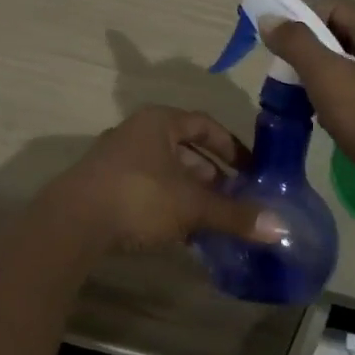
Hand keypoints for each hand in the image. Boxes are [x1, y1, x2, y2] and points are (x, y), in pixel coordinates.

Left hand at [36, 106, 279, 254]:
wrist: (72, 221)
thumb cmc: (139, 197)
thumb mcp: (192, 206)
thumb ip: (234, 215)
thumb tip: (281, 229)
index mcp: (159, 122)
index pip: (204, 124)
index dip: (231, 146)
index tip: (252, 170)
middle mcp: (136, 132)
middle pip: (183, 148)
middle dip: (211, 174)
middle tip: (235, 198)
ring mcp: (116, 158)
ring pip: (164, 170)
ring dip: (190, 192)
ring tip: (212, 219)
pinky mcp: (103, 184)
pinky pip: (146, 188)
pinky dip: (167, 204)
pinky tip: (179, 232)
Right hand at [262, 1, 354, 220]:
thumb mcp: (327, 77)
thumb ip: (296, 43)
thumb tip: (268, 19)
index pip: (334, 7)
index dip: (303, 20)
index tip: (281, 48)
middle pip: (338, 35)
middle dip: (306, 52)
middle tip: (284, 76)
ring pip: (344, 67)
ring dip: (316, 79)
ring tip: (297, 100)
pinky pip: (354, 93)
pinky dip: (332, 100)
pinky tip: (319, 120)